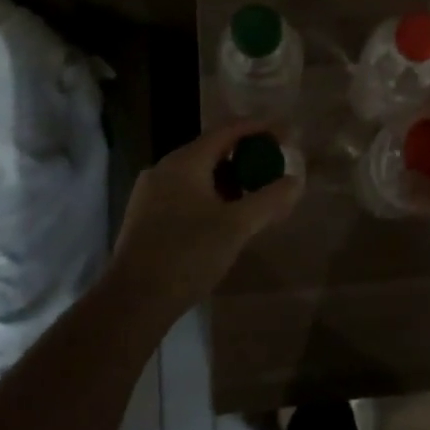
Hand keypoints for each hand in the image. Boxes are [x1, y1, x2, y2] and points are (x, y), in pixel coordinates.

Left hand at [108, 120, 302, 318]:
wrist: (133, 302)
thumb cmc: (188, 255)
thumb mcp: (237, 226)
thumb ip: (270, 200)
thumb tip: (295, 182)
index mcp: (185, 161)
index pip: (228, 129)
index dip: (260, 128)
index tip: (286, 134)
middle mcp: (164, 168)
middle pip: (213, 150)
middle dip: (246, 156)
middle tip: (274, 168)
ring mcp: (151, 193)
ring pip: (199, 174)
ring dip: (229, 179)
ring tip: (255, 196)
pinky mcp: (145, 216)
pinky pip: (186, 193)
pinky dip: (211, 195)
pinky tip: (225, 218)